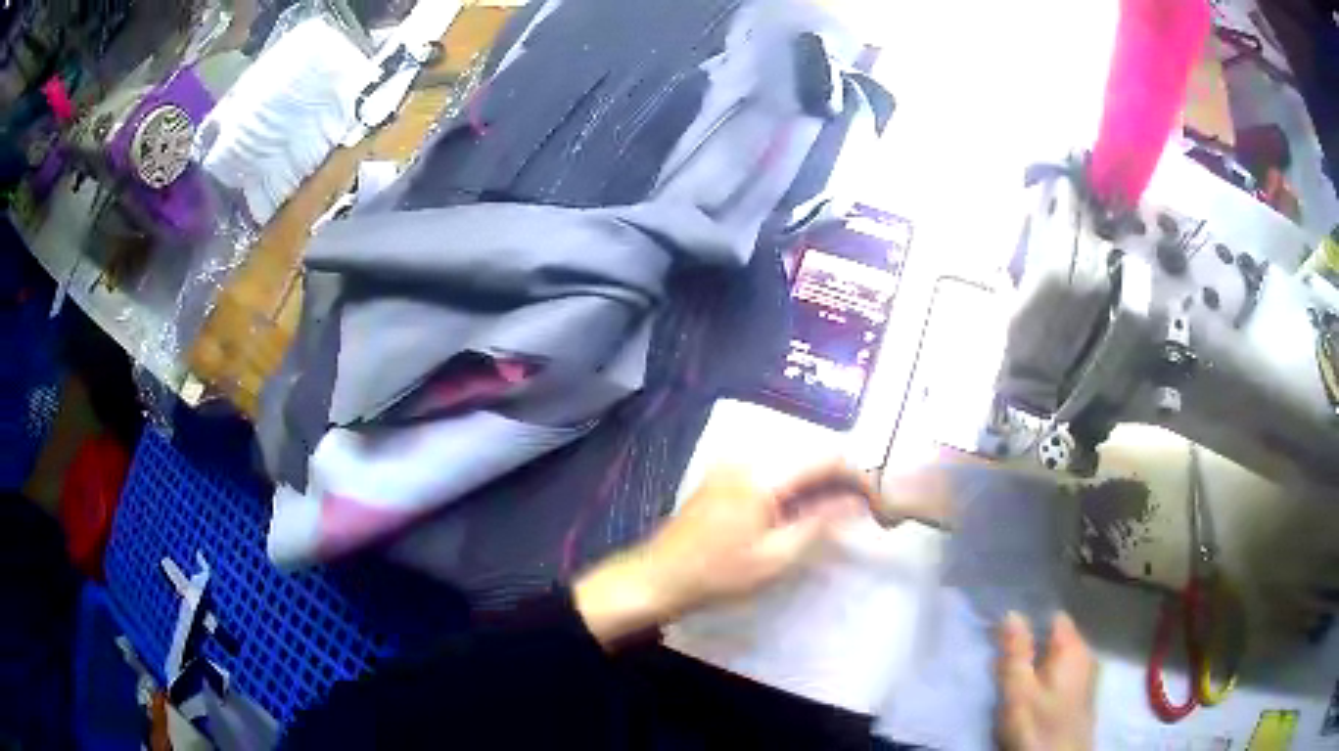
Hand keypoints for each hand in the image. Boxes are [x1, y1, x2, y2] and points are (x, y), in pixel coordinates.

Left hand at [573, 461, 870, 646]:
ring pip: (792, 461)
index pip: (826, 456)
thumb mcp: (775, 557)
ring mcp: (732, 464)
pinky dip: (795, 485)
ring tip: (837, 512)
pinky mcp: (724, 476)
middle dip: (840, 477)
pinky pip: (772, 469)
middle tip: (861, 509)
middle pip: (810, 453)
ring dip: (818, 481)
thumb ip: (819, 523)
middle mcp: (748, 457)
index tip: (877, 499)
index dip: (858, 473)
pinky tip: (801, 510)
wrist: (657, 577)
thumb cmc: (717, 574)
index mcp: (763, 473)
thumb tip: (855, 501)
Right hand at [995, 612, 1096, 750]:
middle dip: (1030, 647)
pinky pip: (1062, 675)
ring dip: (1037, 666)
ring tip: (1013, 681)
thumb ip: (1016, 652)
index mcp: (1074, 647)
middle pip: (1056, 639)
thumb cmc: (1038, 726)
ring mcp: (1087, 676)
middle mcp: (1086, 654)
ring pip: (1058, 659)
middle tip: (1000, 664)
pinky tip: (1032, 696)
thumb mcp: (1019, 691)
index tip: (1001, 636)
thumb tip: (1013, 613)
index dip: (1028, 622)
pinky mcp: (1082, 696)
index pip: (1052, 617)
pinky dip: (1046, 679)